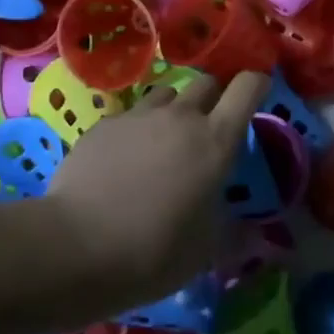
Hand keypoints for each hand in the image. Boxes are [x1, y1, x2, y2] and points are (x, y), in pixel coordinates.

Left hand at [44, 71, 269, 308]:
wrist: (75, 247)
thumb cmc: (154, 251)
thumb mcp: (206, 249)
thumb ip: (233, 230)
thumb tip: (253, 232)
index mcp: (215, 140)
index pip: (247, 87)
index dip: (257, 84)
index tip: (258, 94)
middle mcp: (180, 117)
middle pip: (206, 82)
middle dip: (213, 98)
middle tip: (207, 131)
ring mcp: (138, 116)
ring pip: (166, 94)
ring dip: (173, 111)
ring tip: (163, 144)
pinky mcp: (103, 125)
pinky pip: (130, 116)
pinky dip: (136, 131)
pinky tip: (123, 162)